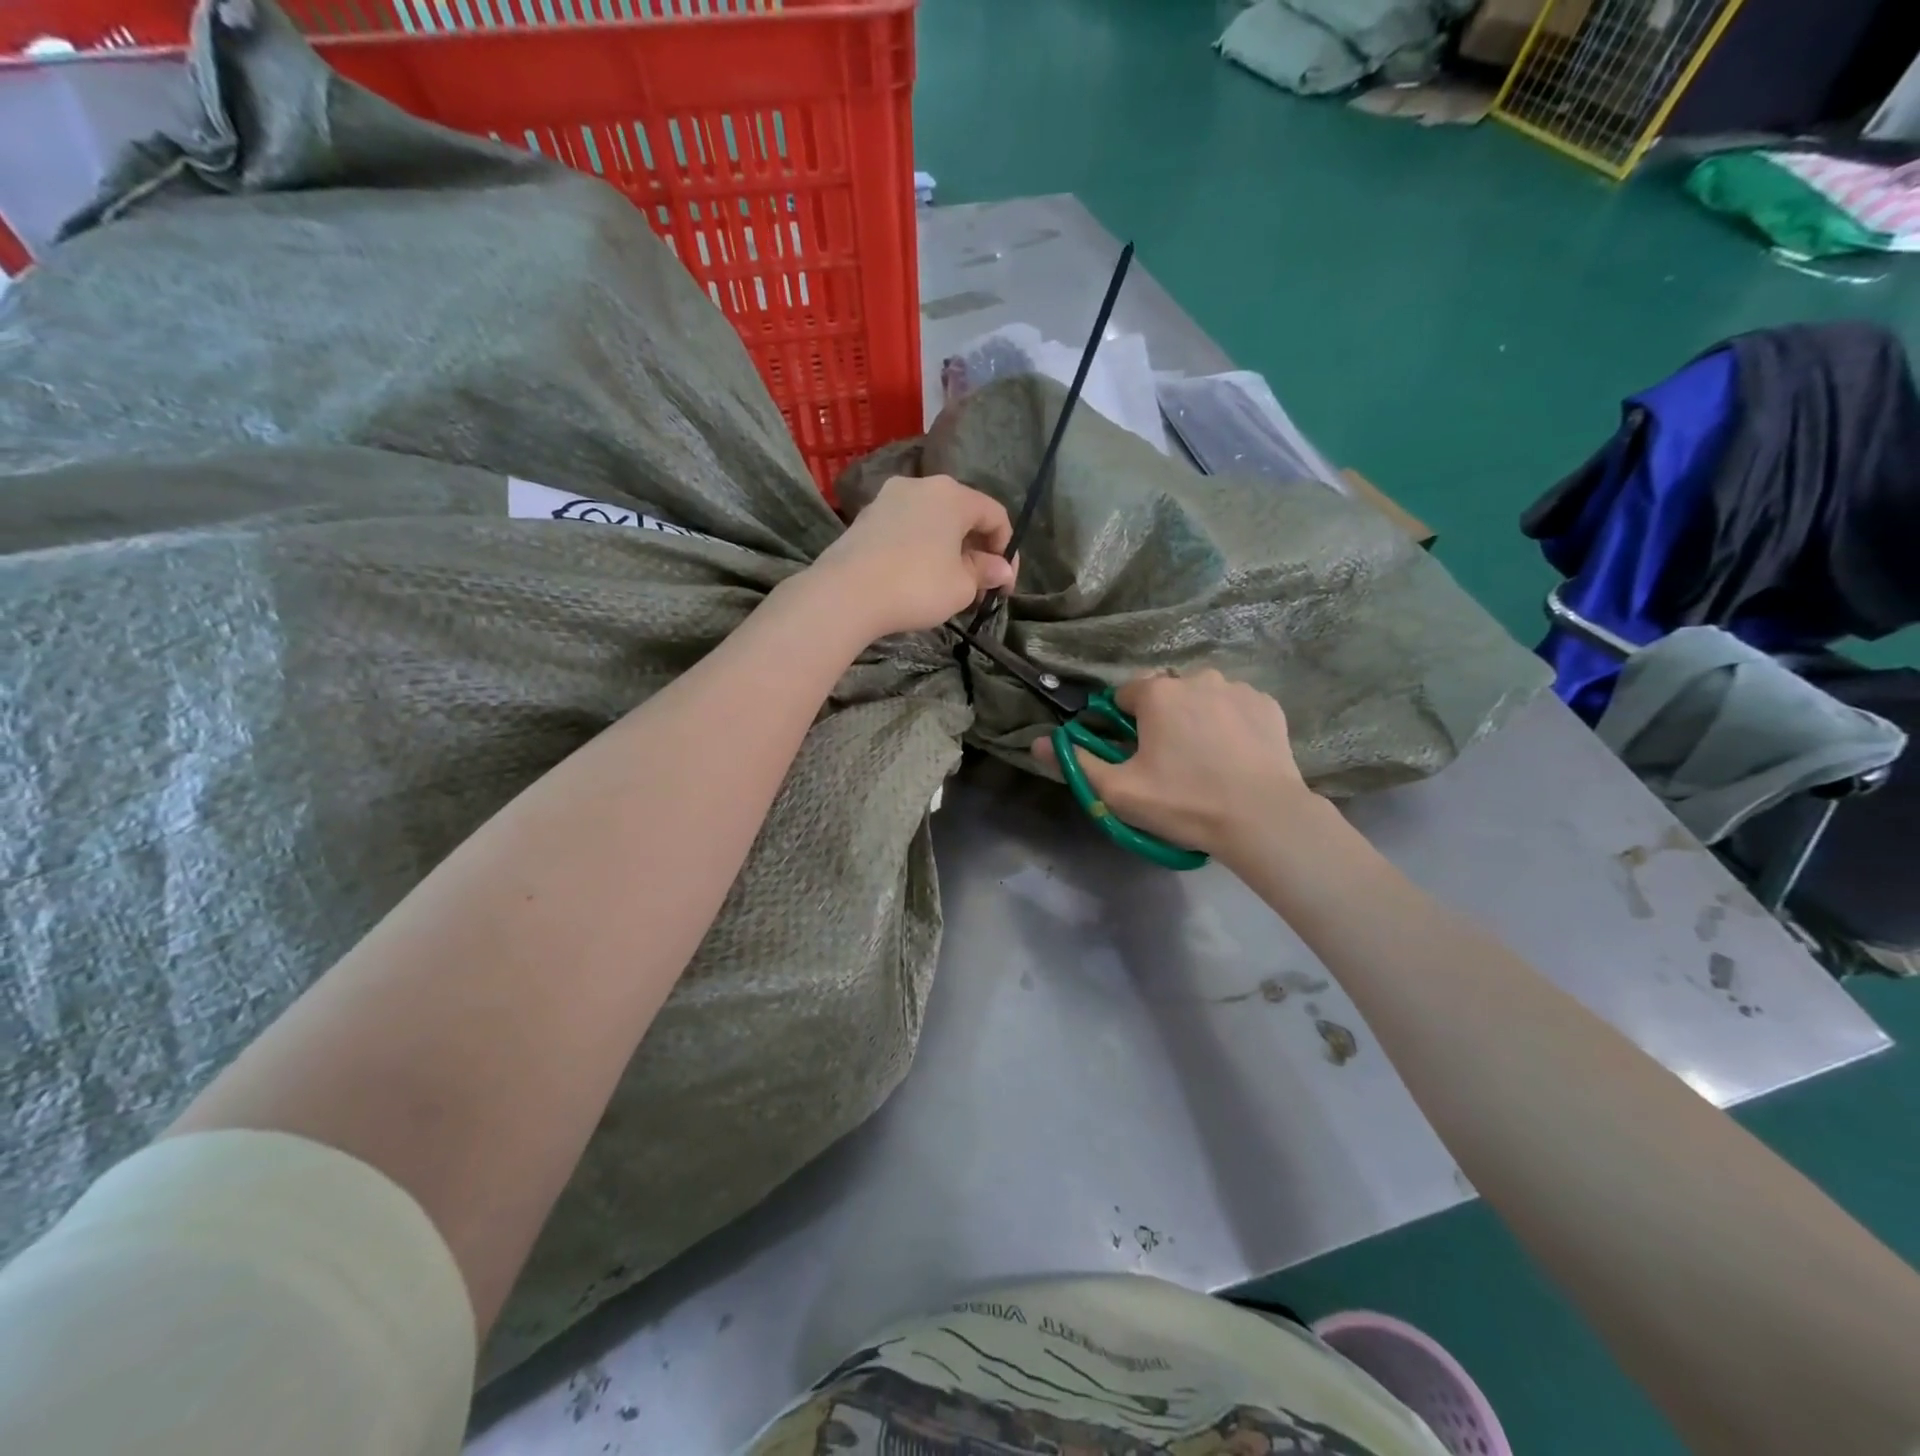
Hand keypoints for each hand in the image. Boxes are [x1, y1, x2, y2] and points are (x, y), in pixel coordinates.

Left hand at [807, 474, 1016, 639]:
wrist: (846, 593)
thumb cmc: (916, 586)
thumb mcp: (961, 586)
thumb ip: (984, 573)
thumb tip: (1000, 569)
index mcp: (952, 495)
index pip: (995, 515)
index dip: (1007, 550)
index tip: (1004, 584)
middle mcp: (921, 486)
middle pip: (961, 514)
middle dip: (976, 549)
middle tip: (978, 586)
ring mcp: (888, 498)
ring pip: (931, 521)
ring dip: (946, 549)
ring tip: (947, 584)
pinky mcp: (865, 517)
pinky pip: (905, 529)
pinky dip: (919, 548)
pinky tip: (915, 577)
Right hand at [1033, 670, 1314, 858]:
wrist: (1263, 819)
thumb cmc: (1184, 803)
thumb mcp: (1119, 791)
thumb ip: (1075, 763)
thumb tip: (1036, 741)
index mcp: (1157, 693)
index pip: (1124, 697)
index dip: (1122, 726)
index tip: (1134, 756)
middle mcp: (1197, 678)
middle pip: (1165, 695)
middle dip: (1161, 720)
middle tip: (1170, 764)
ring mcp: (1237, 688)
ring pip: (1202, 698)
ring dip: (1196, 719)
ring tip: (1206, 761)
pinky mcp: (1268, 705)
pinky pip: (1236, 708)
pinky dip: (1230, 725)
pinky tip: (1235, 757)